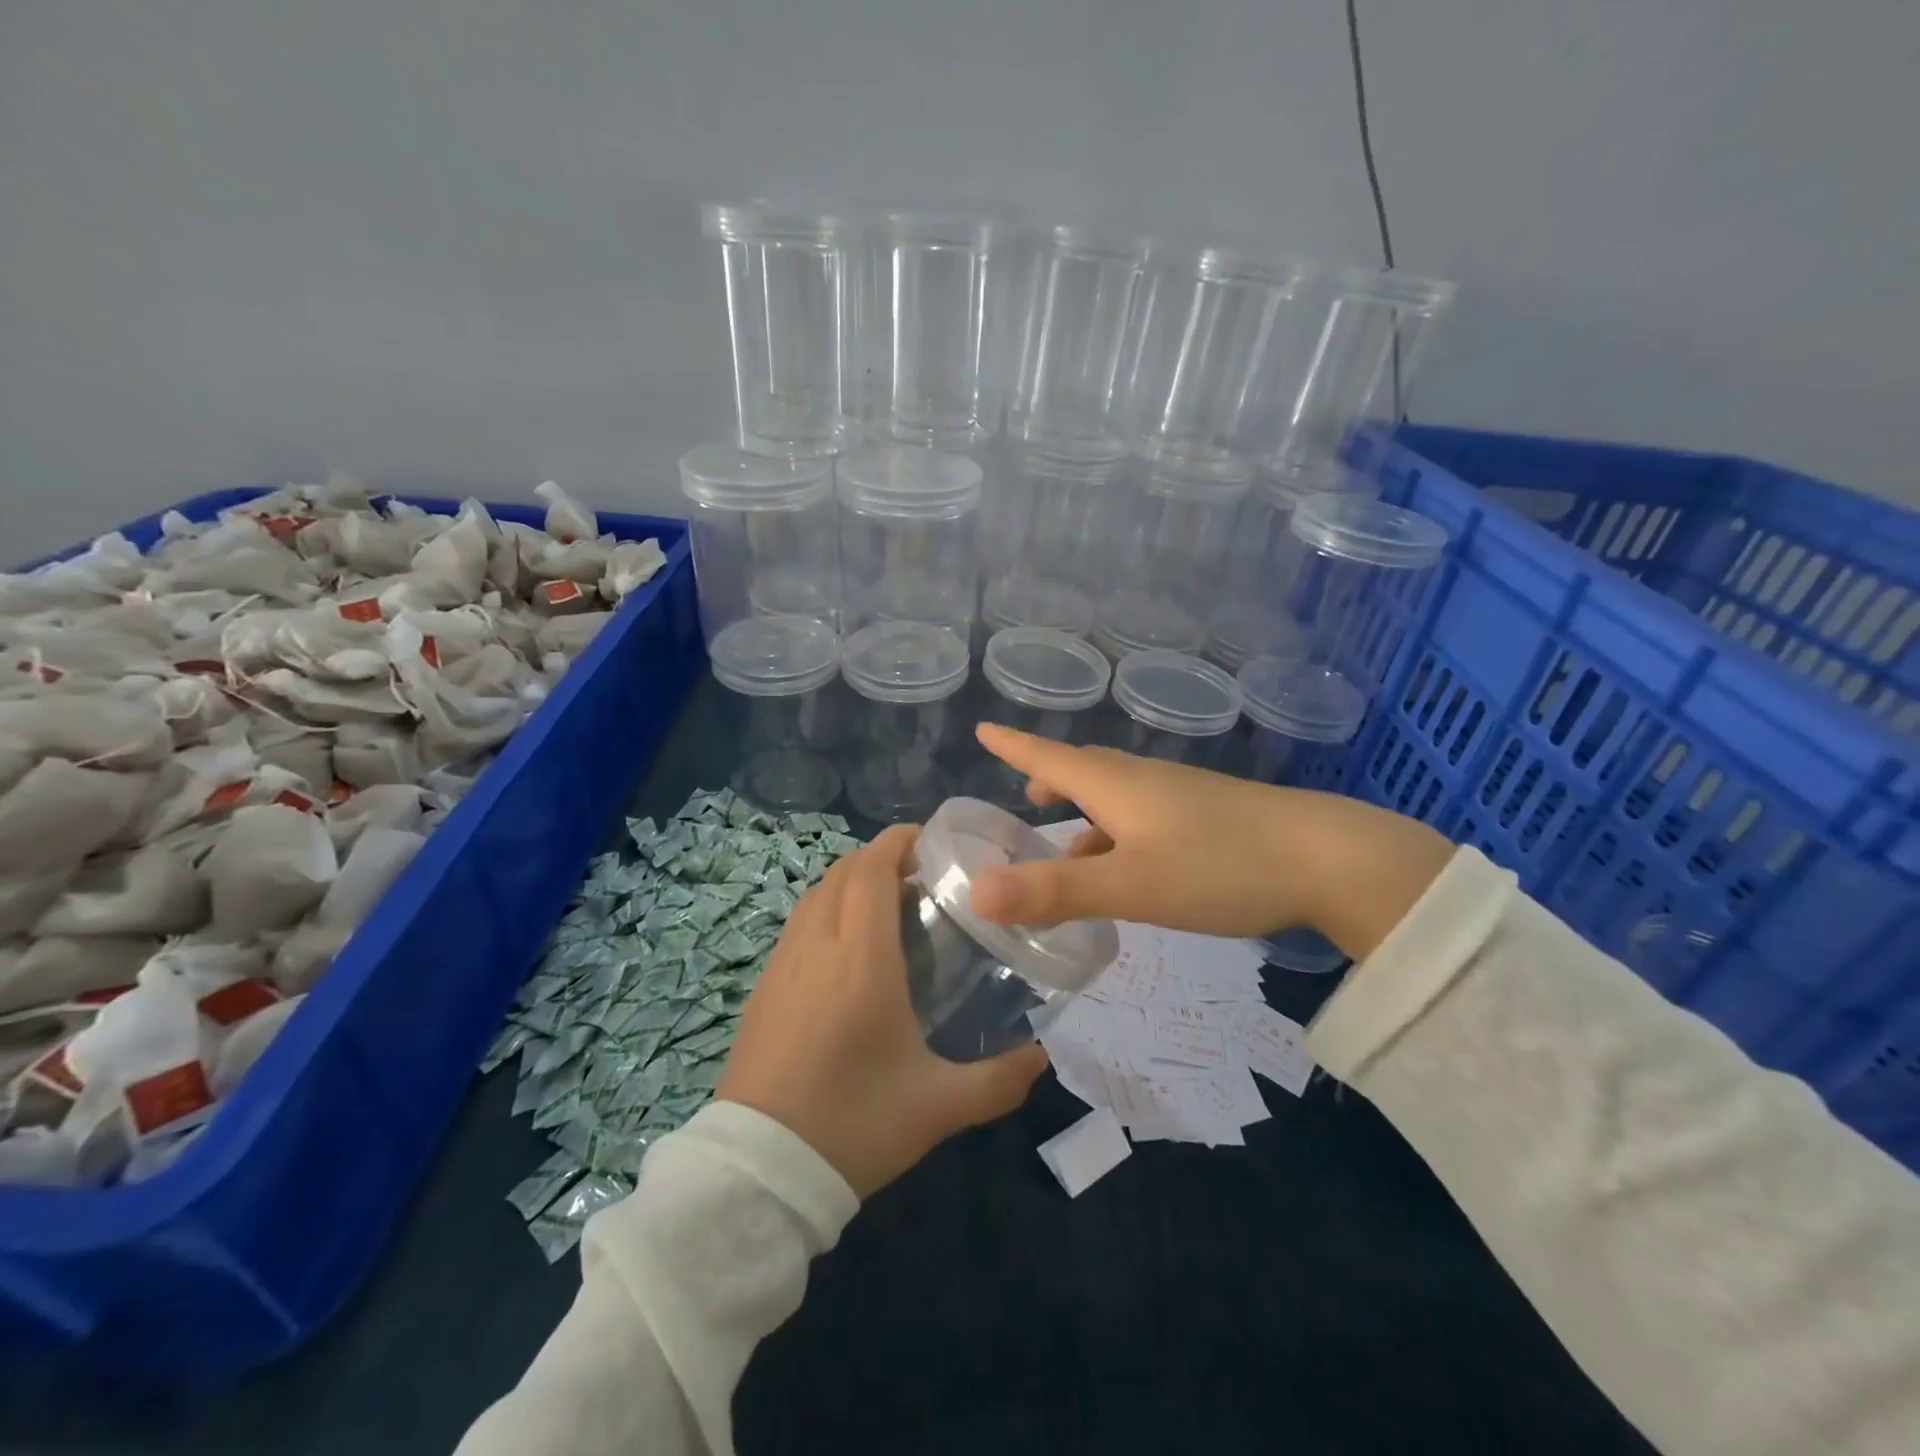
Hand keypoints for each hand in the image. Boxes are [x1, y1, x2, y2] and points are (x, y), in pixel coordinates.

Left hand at [717, 824, 1049, 1198]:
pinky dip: (825, 908)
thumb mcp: (938, 1107)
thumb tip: (1043, 1058)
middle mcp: (818, 947)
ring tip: (888, 902)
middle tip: (921, 873)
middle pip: (844, 872)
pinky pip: (798, 923)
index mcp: (862, 961)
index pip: (872, 870)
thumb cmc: (854, 1126)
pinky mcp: (763, 986)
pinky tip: (846, 946)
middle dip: (880, 857)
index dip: (899, 841)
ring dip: (850, 880)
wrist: (759, 1172)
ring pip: (816, 893)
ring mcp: (782, 964)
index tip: (930, 840)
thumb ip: (999, 1081)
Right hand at [967, 724, 1453, 960]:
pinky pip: (1145, 817)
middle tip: (1027, 798)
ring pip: (1117, 797)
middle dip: (1050, 780)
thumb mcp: (1131, 885)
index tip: (983, 730)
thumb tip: (976, 894)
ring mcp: (1181, 797)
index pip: (1048, 758)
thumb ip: (1056, 892)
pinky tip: (1132, 870)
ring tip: (1070, 852)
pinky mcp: (1209, 817)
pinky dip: (1120, 835)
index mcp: (1115, 785)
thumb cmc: (1220, 866)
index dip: (1014, 747)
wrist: (1328, 858)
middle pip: (1084, 771)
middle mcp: (1143, 780)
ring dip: (1086, 814)